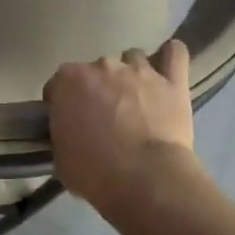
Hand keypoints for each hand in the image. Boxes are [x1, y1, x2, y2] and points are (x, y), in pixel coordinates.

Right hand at [45, 41, 197, 216]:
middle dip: (99, 88)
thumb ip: (62, 133)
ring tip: (136, 98)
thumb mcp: (61, 157)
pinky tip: (168, 65)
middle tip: (104, 116)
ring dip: (131, 75)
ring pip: (132, 58)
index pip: (58, 84)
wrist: (144, 179)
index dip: (63, 103)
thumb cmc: (94, 172)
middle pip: (96, 70)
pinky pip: (175, 54)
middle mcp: (102, 66)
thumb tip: (69, 132)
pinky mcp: (172, 81)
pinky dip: (171, 56)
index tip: (69, 121)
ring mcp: (139, 70)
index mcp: (68, 81)